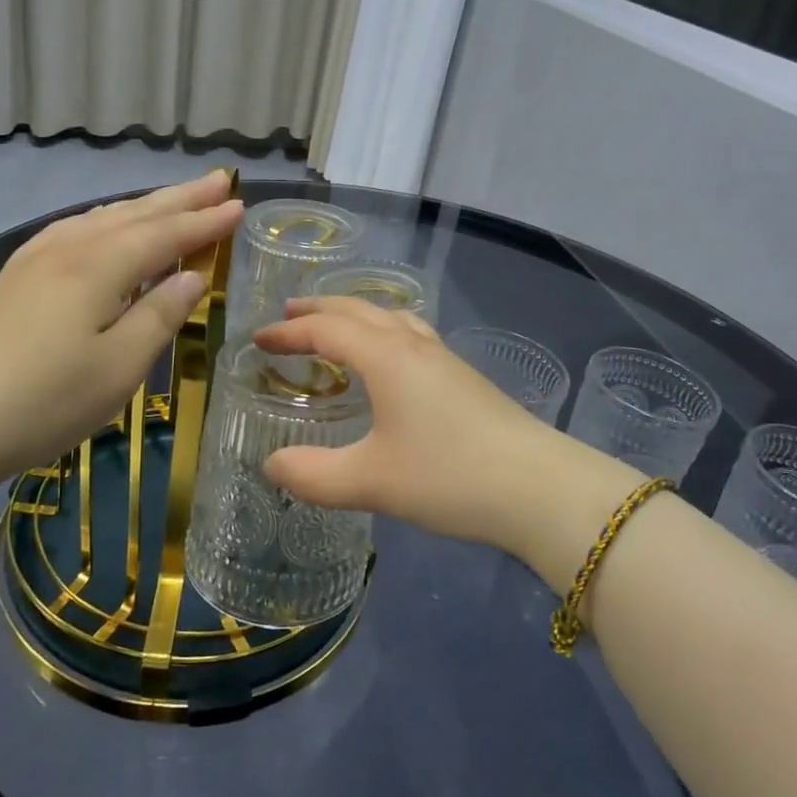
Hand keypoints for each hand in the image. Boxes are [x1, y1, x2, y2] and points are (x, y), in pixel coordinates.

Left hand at [0, 171, 245, 497]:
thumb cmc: (46, 400)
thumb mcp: (120, 366)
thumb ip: (160, 315)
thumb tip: (193, 276)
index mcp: (99, 266)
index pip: (165, 234)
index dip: (205, 221)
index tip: (240, 204)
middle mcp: (68, 248)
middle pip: (135, 214)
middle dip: (180, 198)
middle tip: (219, 180)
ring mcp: (35, 259)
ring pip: (101, 217)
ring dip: (144, 205)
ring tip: (173, 197)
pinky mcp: (14, 276)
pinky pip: (74, 228)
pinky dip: (105, 219)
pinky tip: (103, 224)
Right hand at [254, 299, 630, 574]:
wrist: (538, 486)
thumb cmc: (448, 476)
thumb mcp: (371, 481)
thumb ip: (314, 475)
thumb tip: (271, 465)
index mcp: (385, 357)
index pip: (326, 329)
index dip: (288, 332)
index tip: (258, 340)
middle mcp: (412, 345)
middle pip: (358, 311)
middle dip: (319, 309)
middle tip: (288, 314)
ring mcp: (442, 357)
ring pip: (390, 317)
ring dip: (354, 314)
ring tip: (335, 326)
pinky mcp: (462, 376)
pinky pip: (410, 334)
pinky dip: (384, 331)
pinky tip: (390, 358)